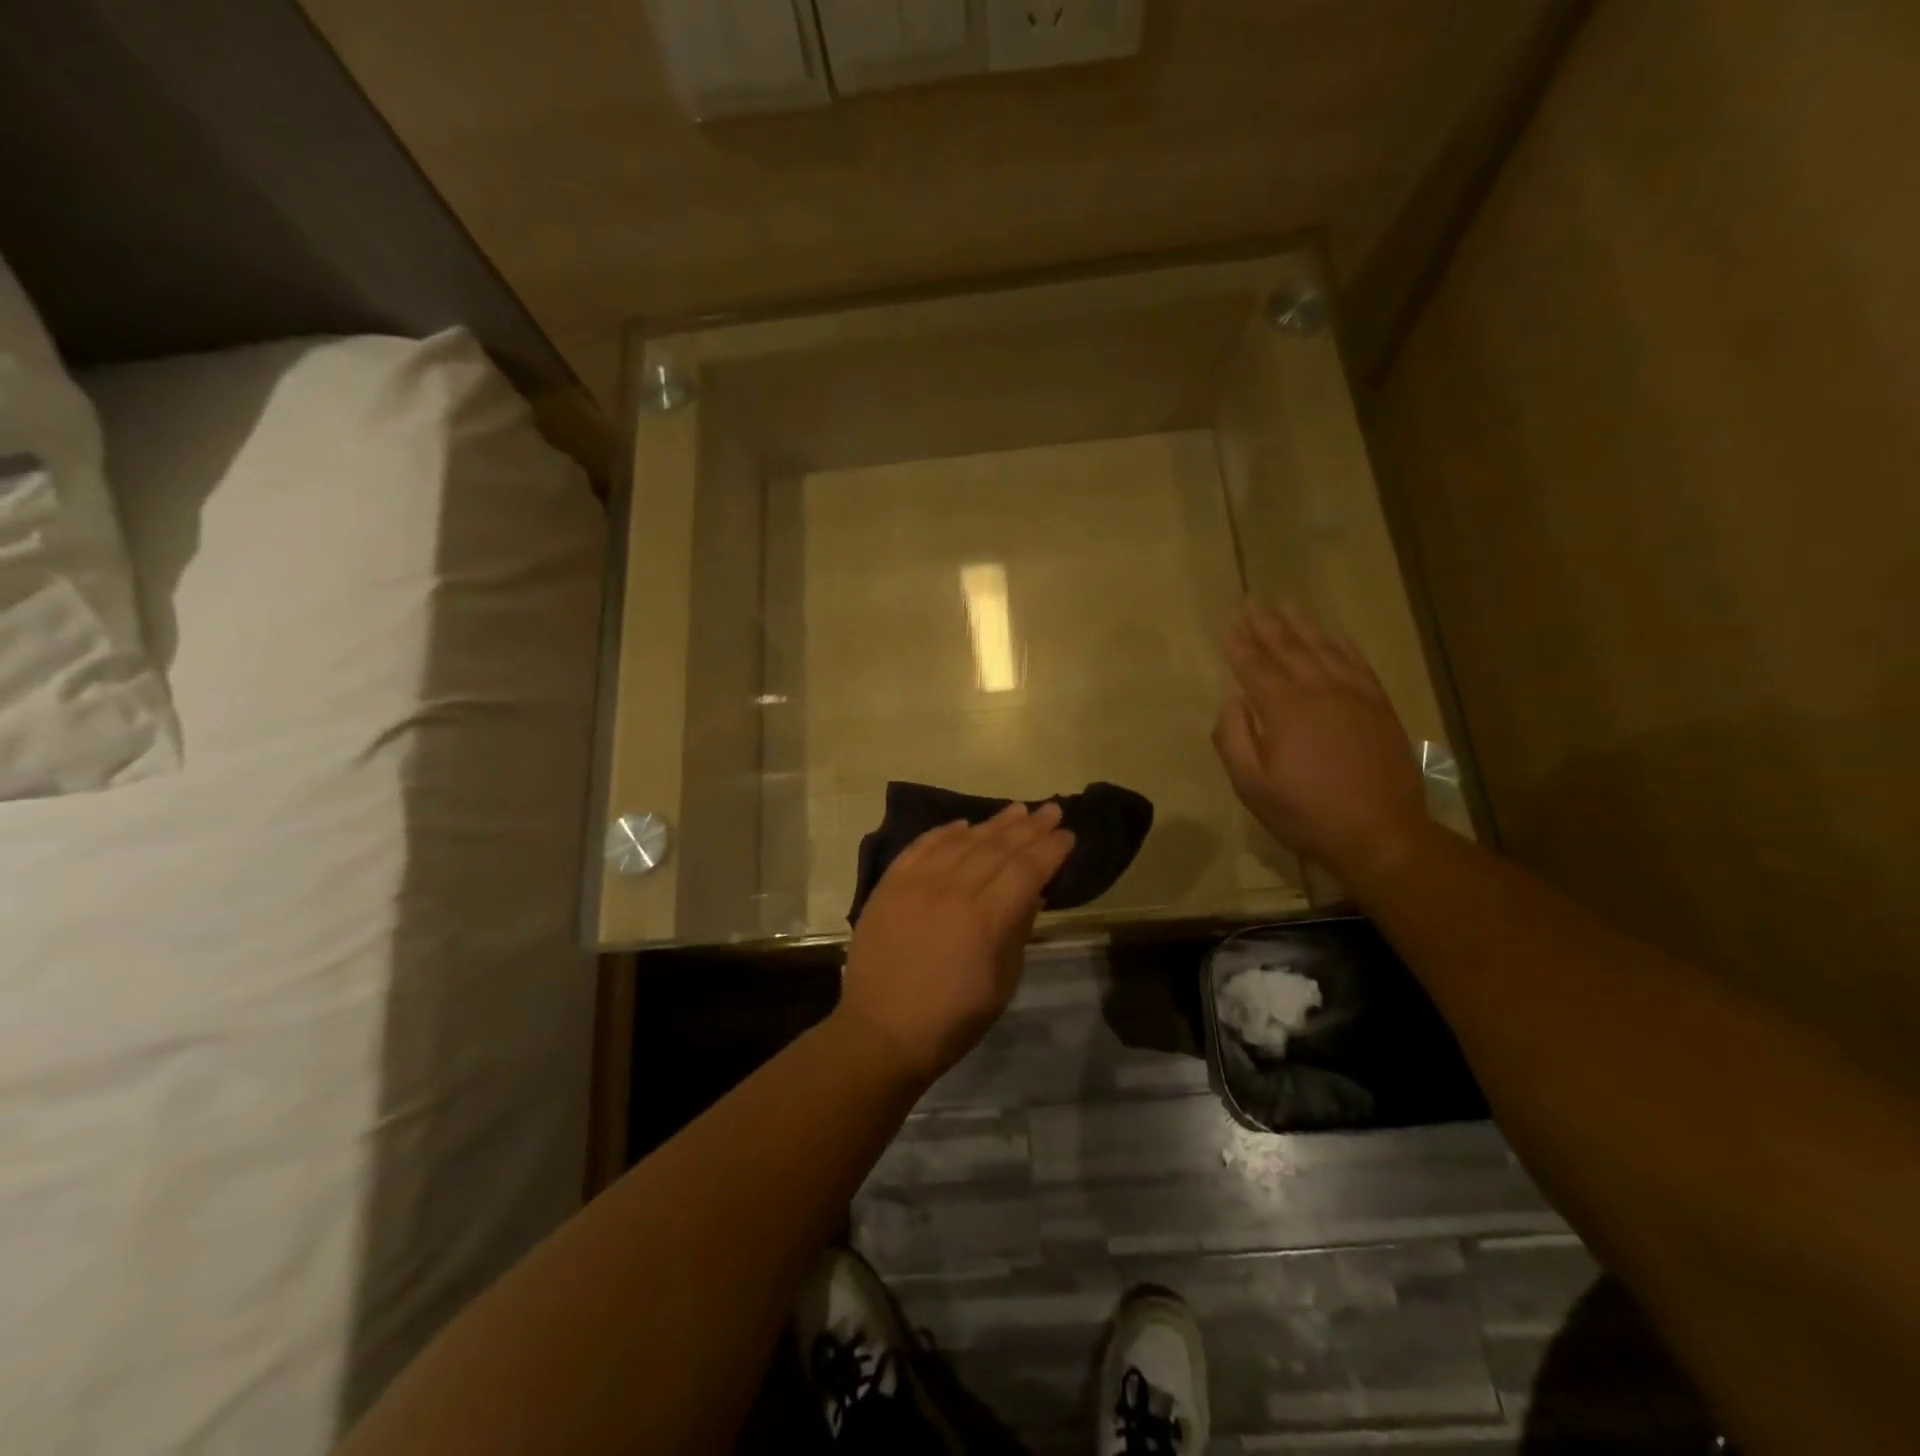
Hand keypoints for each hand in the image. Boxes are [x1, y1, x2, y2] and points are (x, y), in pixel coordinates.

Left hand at [838, 803, 1074, 1087]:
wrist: (881, 1032)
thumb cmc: (952, 1019)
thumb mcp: (1002, 982)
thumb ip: (1018, 929)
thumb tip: (1033, 891)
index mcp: (986, 919)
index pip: (1027, 869)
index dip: (1050, 850)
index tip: (1067, 835)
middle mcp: (953, 890)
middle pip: (998, 847)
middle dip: (1030, 827)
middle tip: (1051, 809)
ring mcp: (917, 883)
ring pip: (962, 841)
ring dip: (993, 823)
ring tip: (1016, 810)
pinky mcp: (890, 884)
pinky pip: (921, 846)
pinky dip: (944, 832)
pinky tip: (962, 824)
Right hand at [1214, 601, 1431, 884]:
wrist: (1379, 833)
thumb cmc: (1305, 813)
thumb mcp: (1251, 785)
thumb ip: (1233, 738)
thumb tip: (1232, 701)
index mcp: (1284, 709)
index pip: (1254, 668)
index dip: (1239, 647)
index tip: (1228, 626)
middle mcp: (1319, 691)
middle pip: (1288, 649)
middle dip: (1266, 625)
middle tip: (1252, 601)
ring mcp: (1354, 696)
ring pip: (1323, 649)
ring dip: (1302, 625)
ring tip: (1286, 605)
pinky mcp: (1379, 706)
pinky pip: (1357, 663)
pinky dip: (1341, 644)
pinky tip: (1332, 634)